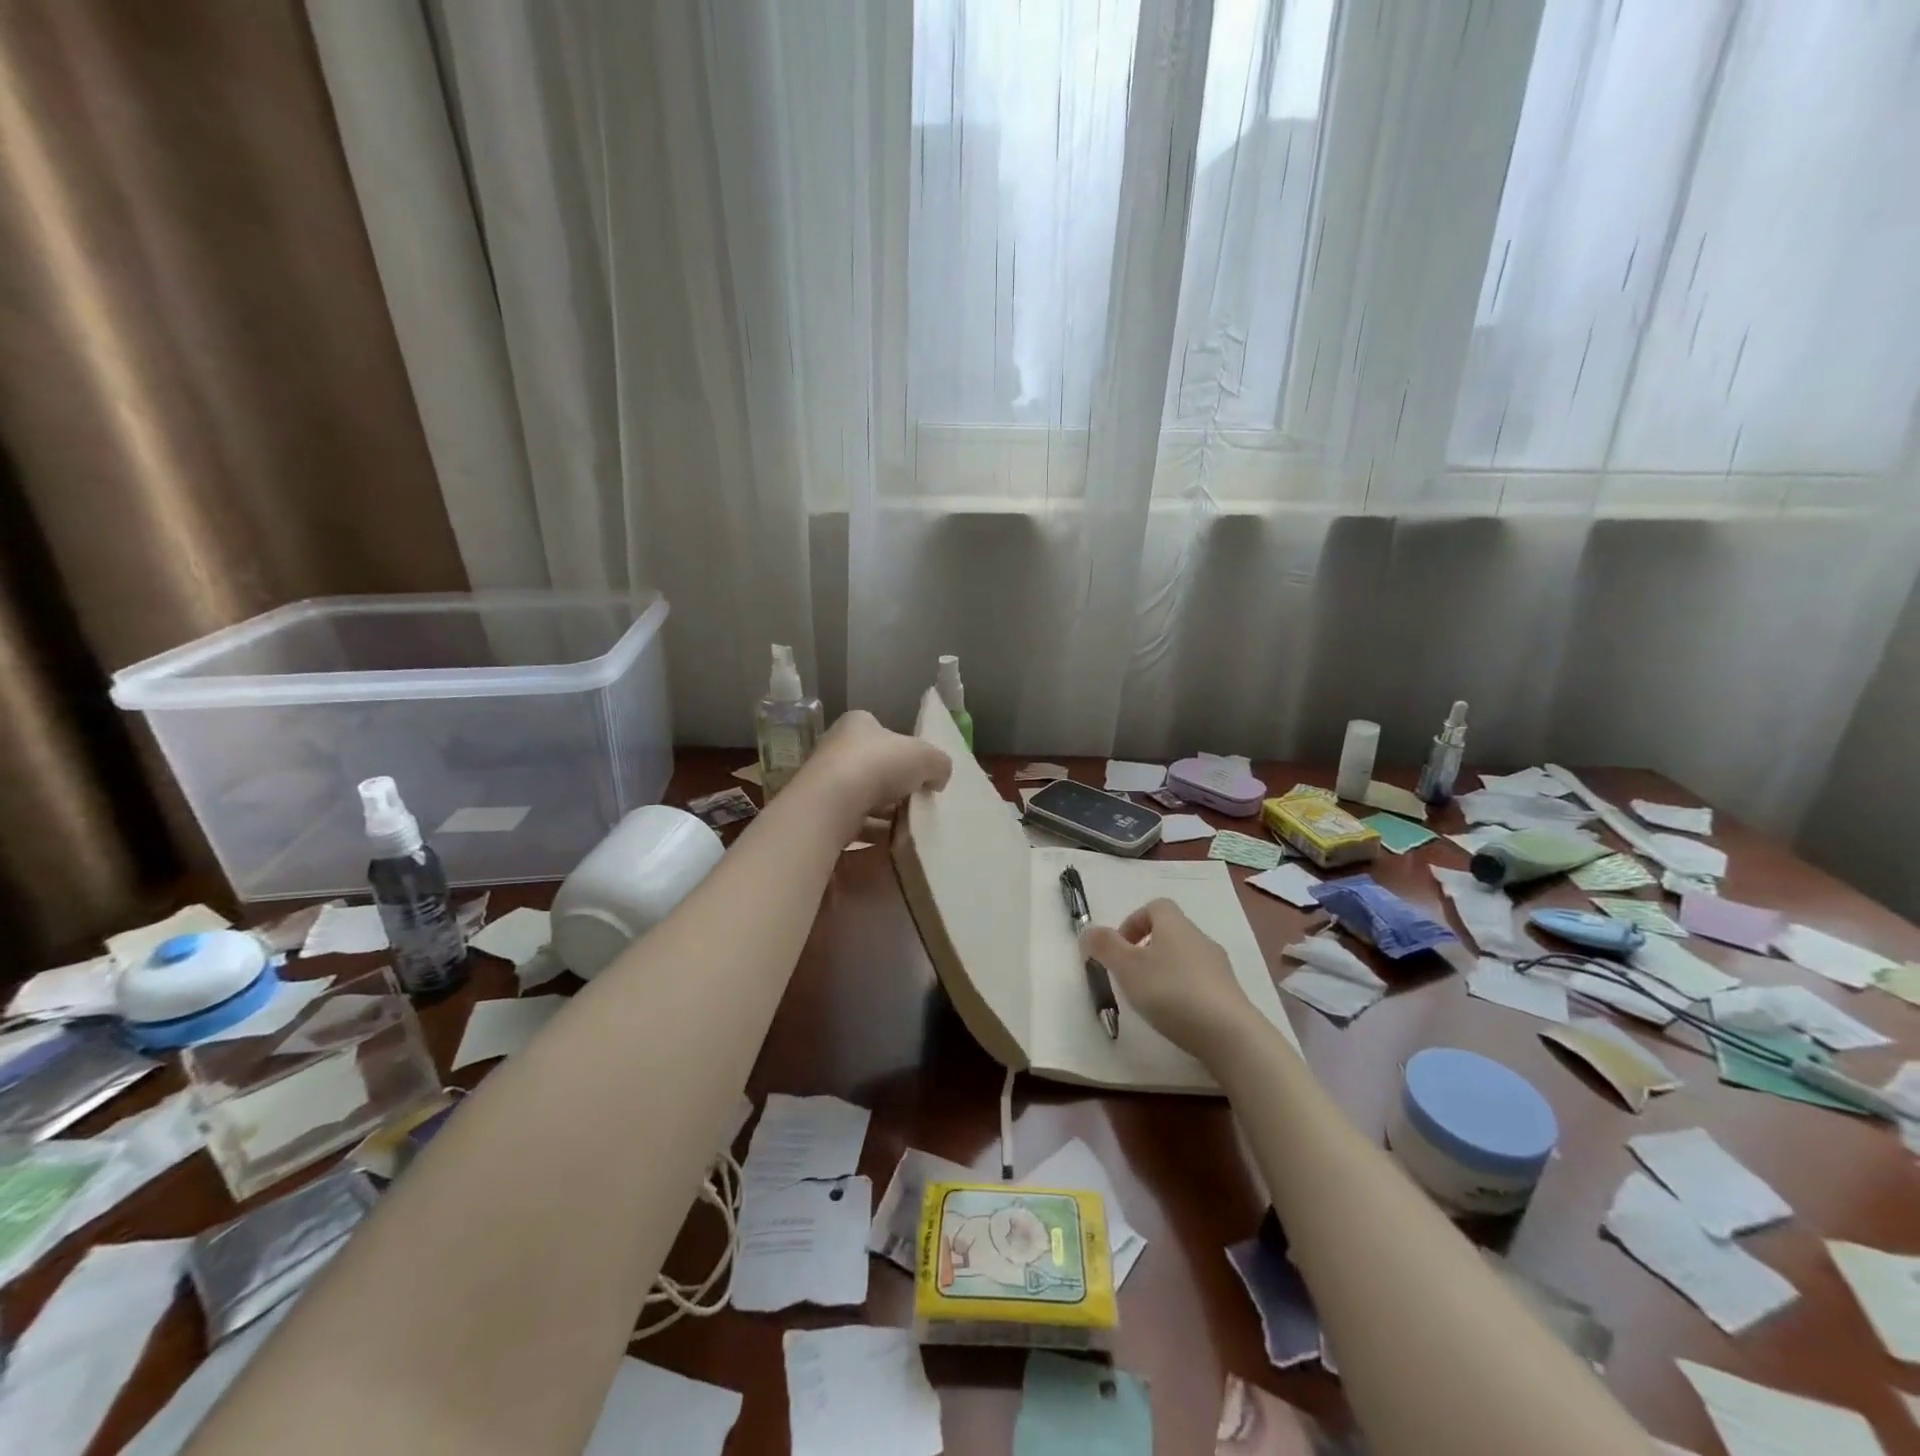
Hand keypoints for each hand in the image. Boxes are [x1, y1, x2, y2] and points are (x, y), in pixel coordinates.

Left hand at [805, 710, 951, 837]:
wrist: (831, 803)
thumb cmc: (878, 765)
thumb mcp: (925, 756)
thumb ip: (938, 763)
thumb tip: (938, 778)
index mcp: (857, 724)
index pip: (883, 734)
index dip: (904, 752)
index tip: (919, 774)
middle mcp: (835, 748)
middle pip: (872, 768)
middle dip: (895, 788)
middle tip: (916, 804)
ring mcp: (824, 782)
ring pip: (861, 798)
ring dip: (883, 815)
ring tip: (906, 830)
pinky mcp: (819, 812)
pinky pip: (850, 823)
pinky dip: (870, 834)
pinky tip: (887, 845)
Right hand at [1080, 900, 1255, 1060]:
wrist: (1229, 1034)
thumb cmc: (1171, 992)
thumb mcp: (1127, 967)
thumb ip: (1104, 946)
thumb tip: (1088, 931)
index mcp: (1175, 924)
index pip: (1155, 906)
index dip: (1134, 921)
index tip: (1119, 947)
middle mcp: (1199, 938)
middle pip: (1170, 932)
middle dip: (1147, 949)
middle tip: (1130, 975)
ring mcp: (1218, 966)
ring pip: (1185, 957)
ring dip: (1165, 971)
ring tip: (1150, 999)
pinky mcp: (1229, 994)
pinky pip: (1200, 982)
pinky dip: (1183, 991)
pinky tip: (1175, 1015)